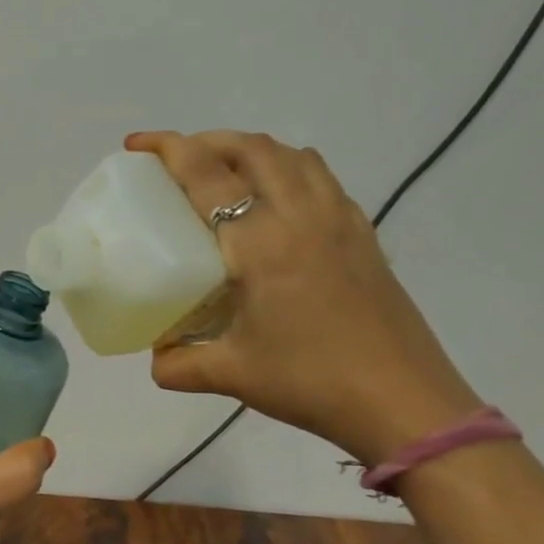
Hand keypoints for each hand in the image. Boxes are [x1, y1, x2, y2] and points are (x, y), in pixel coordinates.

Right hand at [126, 130, 483, 464]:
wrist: (405, 403)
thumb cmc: (311, 381)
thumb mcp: (231, 375)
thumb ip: (179, 364)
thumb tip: (155, 359)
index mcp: (261, 243)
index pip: (208, 175)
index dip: (169, 149)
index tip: (138, 144)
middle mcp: (301, 216)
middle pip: (252, 147)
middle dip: (207, 141)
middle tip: (176, 160)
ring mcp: (339, 220)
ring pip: (291, 154)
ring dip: (249, 148)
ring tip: (222, 171)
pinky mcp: (363, 234)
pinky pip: (319, 177)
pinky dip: (286, 167)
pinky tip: (274, 201)